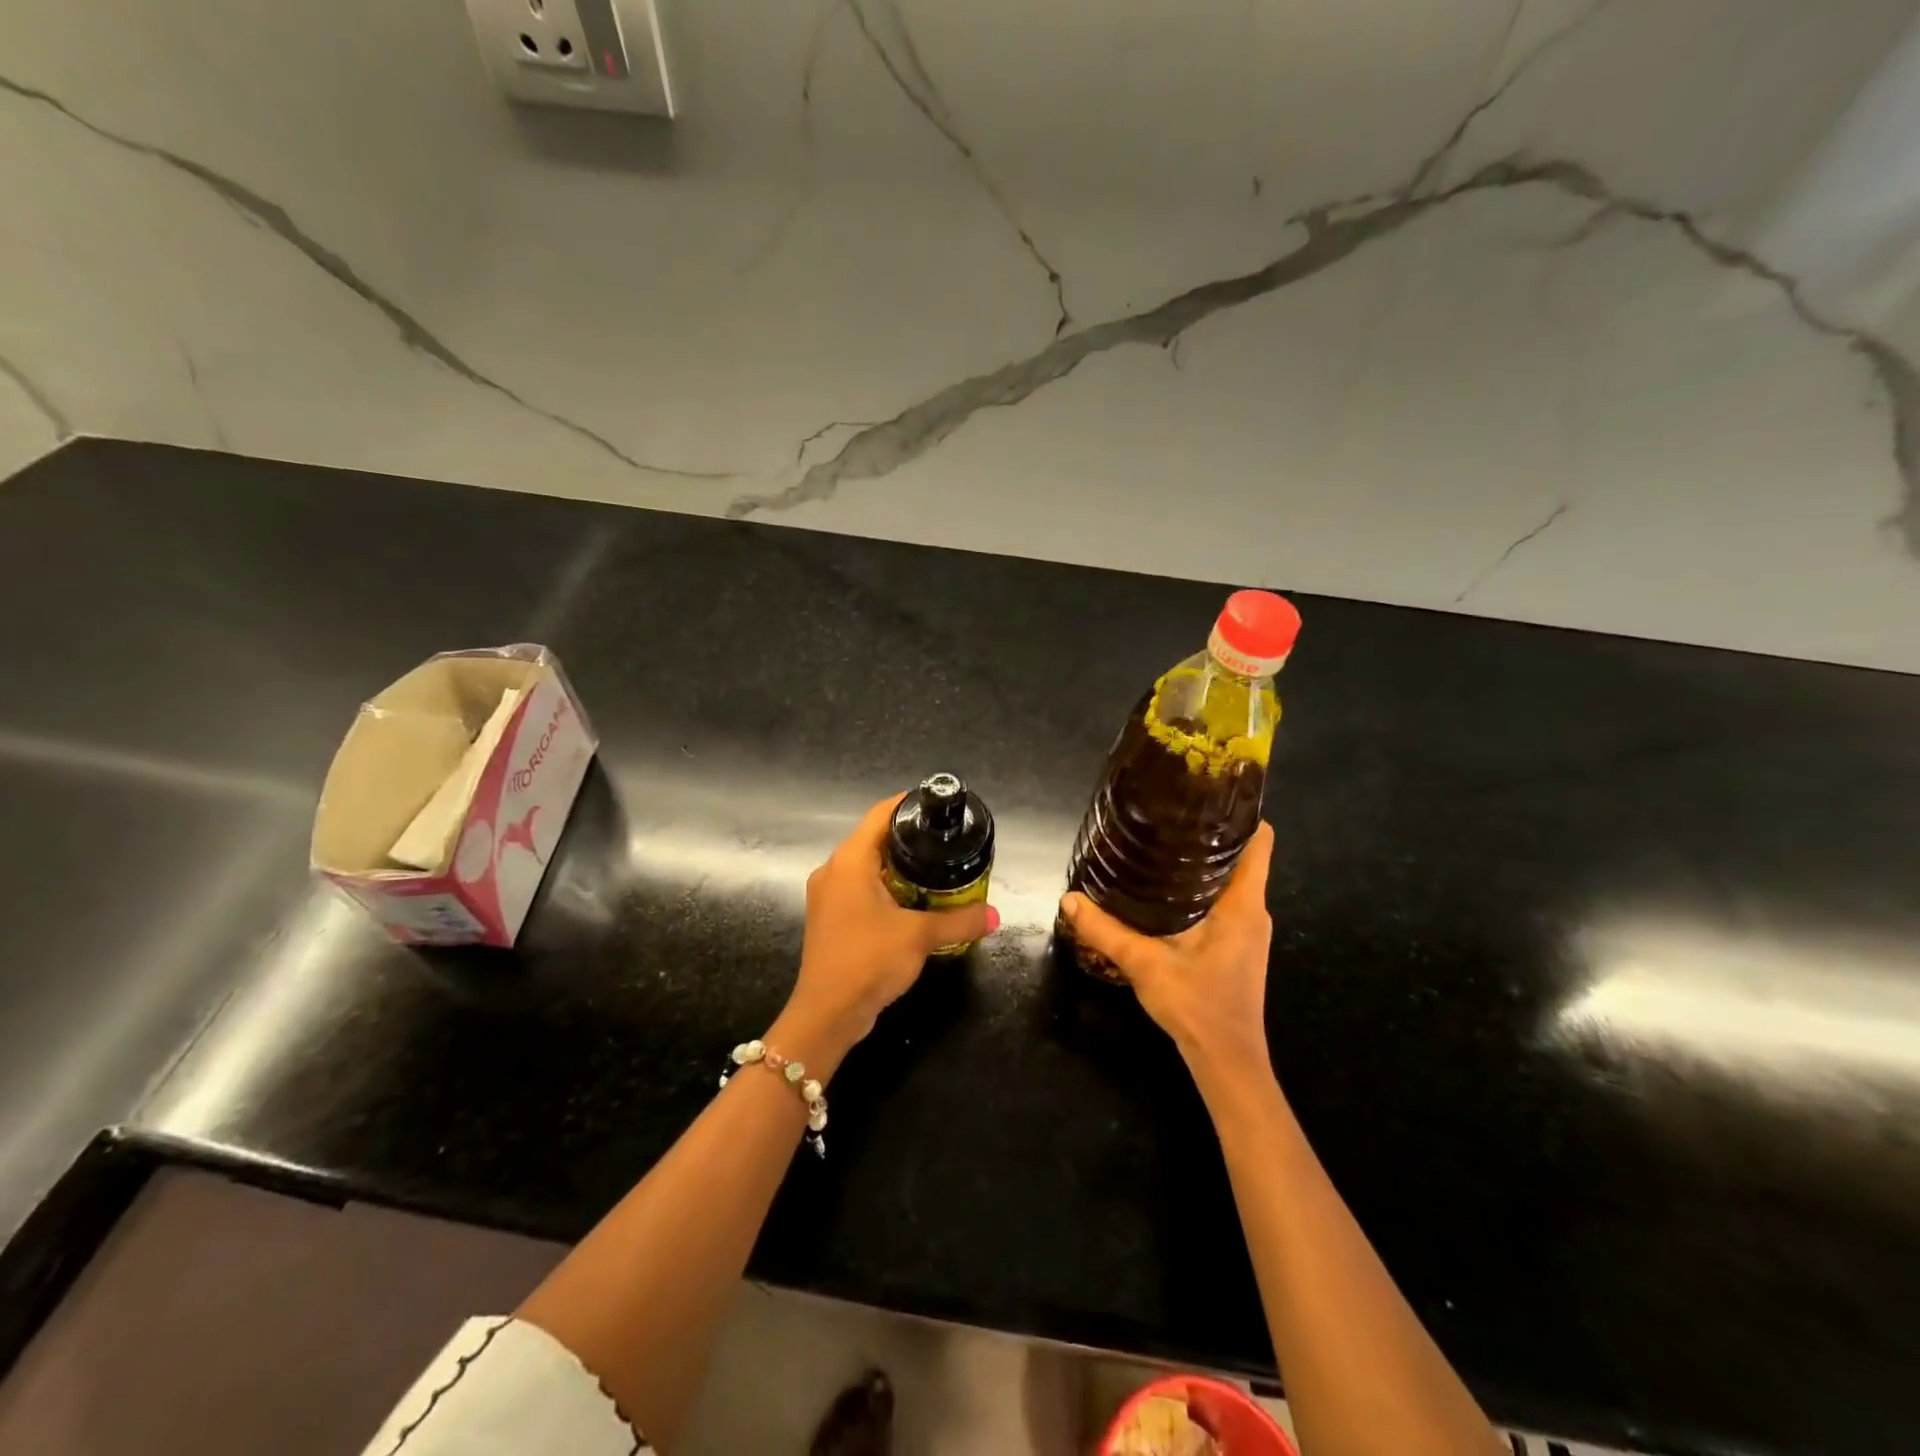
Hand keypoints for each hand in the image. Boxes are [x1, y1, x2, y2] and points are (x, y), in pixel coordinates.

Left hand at [775, 793, 999, 1075]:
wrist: (827, 1014)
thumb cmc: (868, 961)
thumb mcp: (920, 937)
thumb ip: (959, 921)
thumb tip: (994, 915)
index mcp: (849, 861)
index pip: (880, 814)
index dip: (908, 803)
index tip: (937, 805)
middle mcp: (833, 870)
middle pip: (874, 839)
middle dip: (909, 838)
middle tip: (945, 840)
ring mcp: (828, 896)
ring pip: (867, 866)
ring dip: (898, 866)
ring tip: (936, 868)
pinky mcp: (831, 918)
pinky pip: (861, 889)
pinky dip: (886, 888)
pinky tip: (913, 901)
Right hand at [1058, 822, 1275, 1089]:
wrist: (1227, 1062)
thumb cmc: (1198, 1006)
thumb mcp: (1145, 964)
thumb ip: (1105, 931)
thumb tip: (1069, 899)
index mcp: (1243, 905)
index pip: (1261, 842)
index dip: (1241, 814)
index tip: (1207, 795)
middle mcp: (1253, 911)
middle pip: (1243, 856)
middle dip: (1210, 834)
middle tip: (1168, 816)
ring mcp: (1249, 931)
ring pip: (1233, 880)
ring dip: (1204, 863)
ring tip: (1163, 845)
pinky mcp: (1238, 946)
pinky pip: (1226, 902)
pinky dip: (1203, 888)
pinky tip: (1168, 891)